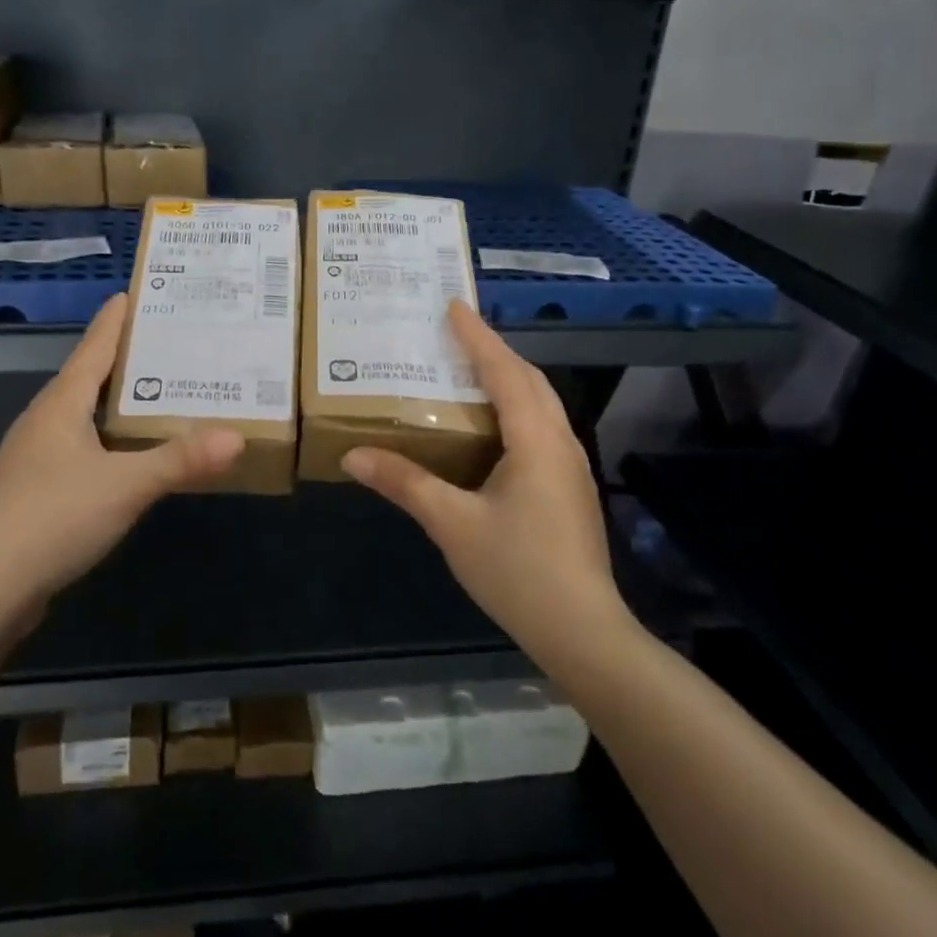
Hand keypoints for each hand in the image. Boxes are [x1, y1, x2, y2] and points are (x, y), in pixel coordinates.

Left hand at [0, 293, 243, 617]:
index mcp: (60, 405)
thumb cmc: (51, 520)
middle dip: (128, 359)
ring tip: (161, 395)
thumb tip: (237, 437)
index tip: (138, 291)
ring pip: (84, 416)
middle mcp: (43, 422)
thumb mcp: (126, 486)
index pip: (95, 347)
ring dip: (119, 403)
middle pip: (89, 377)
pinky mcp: (34, 493)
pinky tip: (130, 457)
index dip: (117, 319)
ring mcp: (34, 458)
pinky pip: (80, 450)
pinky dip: (109, 441)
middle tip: (173, 344)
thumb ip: (181, 460)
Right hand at [342, 300, 629, 657]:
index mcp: (536, 439)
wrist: (583, 631)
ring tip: (467, 369)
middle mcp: (560, 441)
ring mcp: (570, 466)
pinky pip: (540, 427)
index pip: (504, 371)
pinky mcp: (568, 487)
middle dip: (494, 351)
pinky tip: (489, 426)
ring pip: (539, 404)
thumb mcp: (453, 523)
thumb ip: (405, 483)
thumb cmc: (518, 570)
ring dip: (507, 378)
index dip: (477, 336)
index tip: (453, 304)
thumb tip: (353, 456)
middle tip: (455, 332)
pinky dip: (514, 408)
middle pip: (529, 380)